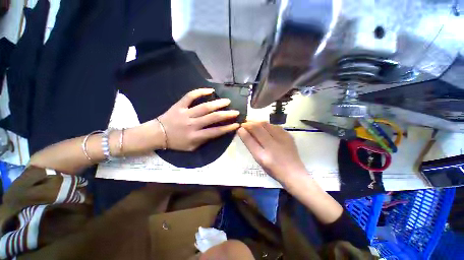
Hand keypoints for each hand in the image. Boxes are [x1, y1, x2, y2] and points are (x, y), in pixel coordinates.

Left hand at [157, 88, 239, 150]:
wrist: (157, 134)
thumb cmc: (176, 142)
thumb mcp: (191, 147)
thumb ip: (204, 140)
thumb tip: (216, 132)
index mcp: (195, 136)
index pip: (215, 132)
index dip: (228, 128)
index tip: (237, 124)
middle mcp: (192, 124)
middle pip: (212, 118)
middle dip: (226, 114)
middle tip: (236, 111)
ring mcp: (185, 113)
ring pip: (204, 107)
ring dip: (217, 103)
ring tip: (227, 101)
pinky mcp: (179, 105)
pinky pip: (190, 96)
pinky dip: (200, 92)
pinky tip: (210, 90)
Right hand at [238, 121, 308, 184]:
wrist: (294, 173)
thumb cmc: (273, 169)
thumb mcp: (259, 159)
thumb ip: (250, 144)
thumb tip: (242, 131)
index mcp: (264, 155)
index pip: (251, 137)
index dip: (244, 129)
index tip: (240, 126)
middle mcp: (273, 145)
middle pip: (259, 126)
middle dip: (250, 123)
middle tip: (245, 123)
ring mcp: (283, 139)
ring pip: (267, 124)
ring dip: (258, 122)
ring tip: (253, 124)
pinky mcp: (289, 135)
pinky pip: (275, 126)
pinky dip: (267, 125)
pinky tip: (264, 127)